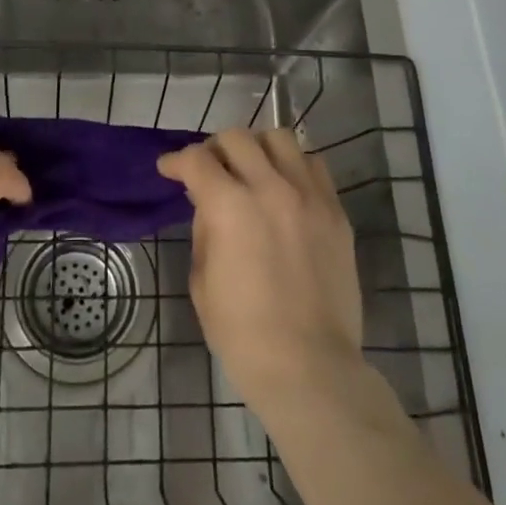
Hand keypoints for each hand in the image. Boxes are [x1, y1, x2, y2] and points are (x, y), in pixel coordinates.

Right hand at [158, 127, 364, 414]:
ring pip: (280, 139)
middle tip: (209, 170)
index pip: (197, 160)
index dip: (176, 161)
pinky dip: (293, 166)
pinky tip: (285, 188)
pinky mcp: (336, 212)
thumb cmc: (243, 334)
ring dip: (257, 148)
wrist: (310, 367)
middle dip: (214, 148)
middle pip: (237, 137)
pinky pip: (314, 166)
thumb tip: (211, 206)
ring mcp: (309, 197)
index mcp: (230, 207)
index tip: (169, 169)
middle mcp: (271, 188)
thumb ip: (204, 230)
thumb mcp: (202, 281)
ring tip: (251, 170)